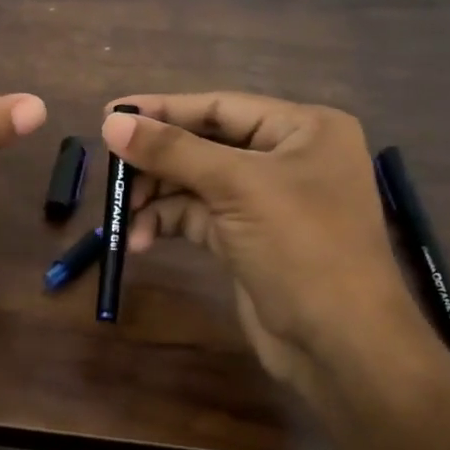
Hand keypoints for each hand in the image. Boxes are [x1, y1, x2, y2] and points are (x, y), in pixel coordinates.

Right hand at [101, 93, 424, 387]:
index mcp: (302, 129)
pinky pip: (196, 217)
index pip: (220, 106)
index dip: (163, 110)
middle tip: (111, 174)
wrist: (339, 342)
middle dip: (156, 162)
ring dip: (155, 198)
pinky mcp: (246, 238)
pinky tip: (141, 241)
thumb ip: (172, 151)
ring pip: (194, 184)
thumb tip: (111, 121)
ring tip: (121, 217)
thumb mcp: (236, 188)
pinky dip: (167, 223)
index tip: (110, 113)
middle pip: (203, 145)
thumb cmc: (301, 246)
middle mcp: (286, 158)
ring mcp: (265, 200)